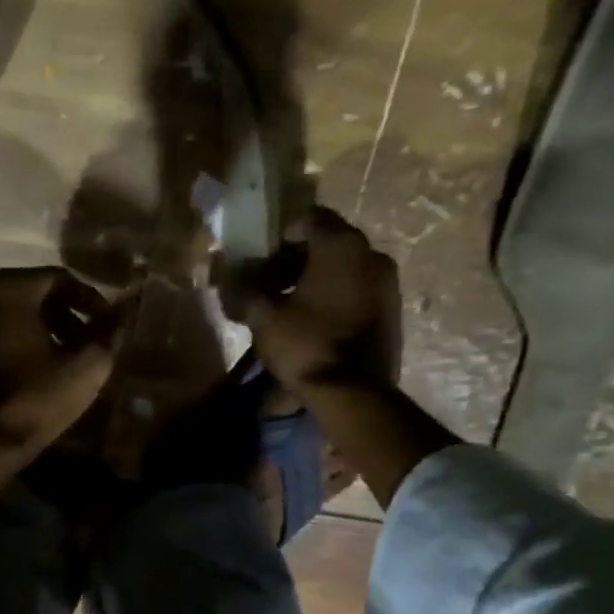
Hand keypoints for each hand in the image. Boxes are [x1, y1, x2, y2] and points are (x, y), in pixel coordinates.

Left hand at [0, 267, 120, 516]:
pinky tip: (31, 371)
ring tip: (64, 359)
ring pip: (11, 316)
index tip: (107, 326)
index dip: (91, 300)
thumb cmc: (33, 400)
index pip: (60, 279)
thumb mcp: (85, 366)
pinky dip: (14, 344)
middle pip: (33, 295)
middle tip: (89, 343)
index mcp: (9, 288)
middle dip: (66, 316)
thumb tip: (125, 309)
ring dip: (41, 331)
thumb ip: (108, 331)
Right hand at [223, 206, 455, 507]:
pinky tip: (310, 318)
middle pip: (326, 242)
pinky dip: (332, 294)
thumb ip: (243, 289)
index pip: (308, 219)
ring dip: (313, 277)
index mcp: (342, 246)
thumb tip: (222, 272)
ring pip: (342, 266)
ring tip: (285, 303)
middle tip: (266, 281)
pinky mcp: (391, 309)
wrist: (355, 394)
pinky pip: (356, 287)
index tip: (258, 258)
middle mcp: (371, 254)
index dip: (278, 235)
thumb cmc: (307, 345)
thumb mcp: (264, 317)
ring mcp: (387, 283)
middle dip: (293, 258)